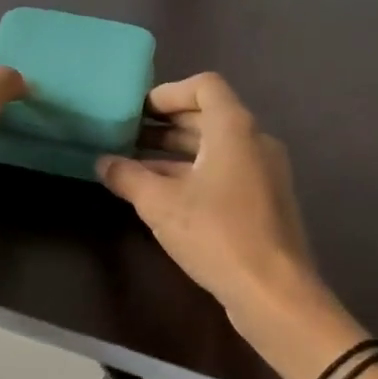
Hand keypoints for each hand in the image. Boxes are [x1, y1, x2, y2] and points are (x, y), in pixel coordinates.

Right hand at [96, 72, 321, 332]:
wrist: (275, 292)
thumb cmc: (217, 234)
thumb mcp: (160, 204)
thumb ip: (127, 176)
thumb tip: (103, 162)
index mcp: (234, 128)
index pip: (205, 86)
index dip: (168, 93)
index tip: (138, 111)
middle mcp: (255, 142)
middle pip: (208, 117)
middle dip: (165, 125)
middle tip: (127, 137)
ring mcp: (264, 173)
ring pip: (215, 149)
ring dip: (175, 153)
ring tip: (135, 168)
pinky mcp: (265, 202)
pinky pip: (225, 173)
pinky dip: (194, 175)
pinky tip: (163, 197)